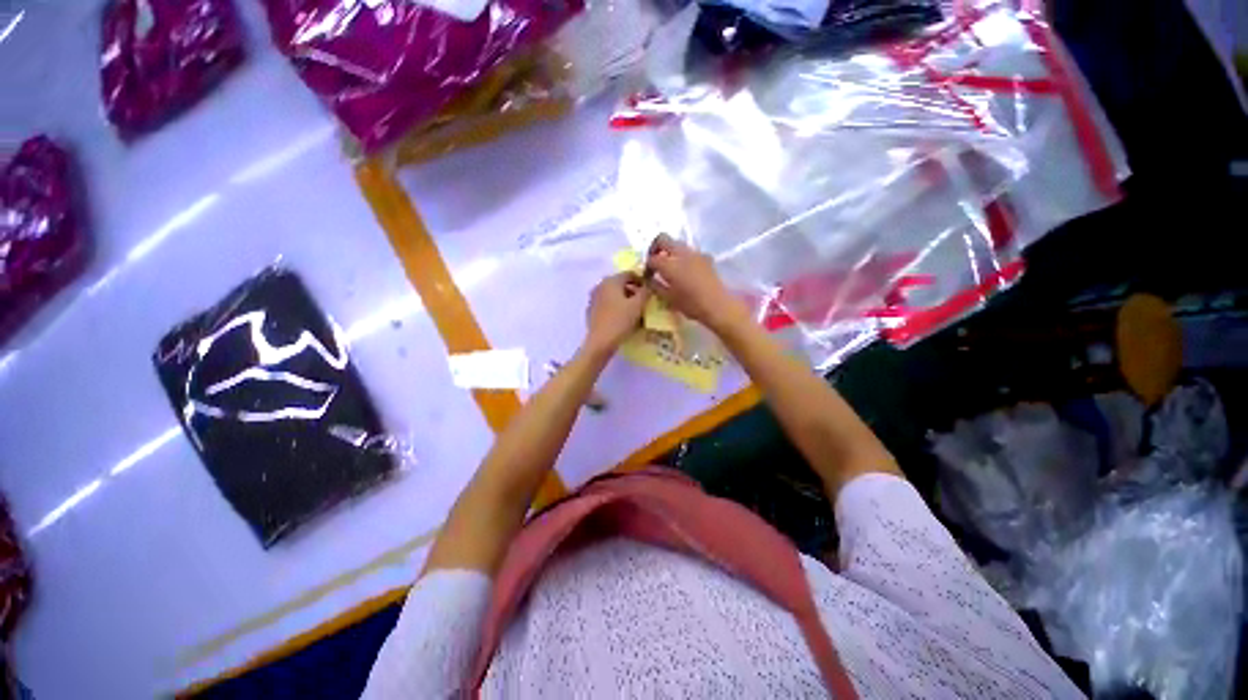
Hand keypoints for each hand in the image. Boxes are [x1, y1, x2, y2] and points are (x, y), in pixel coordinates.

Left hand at [583, 272, 649, 355]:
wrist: (600, 342)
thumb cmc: (620, 321)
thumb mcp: (638, 306)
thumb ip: (645, 292)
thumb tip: (649, 286)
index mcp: (611, 281)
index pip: (629, 274)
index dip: (641, 280)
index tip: (650, 290)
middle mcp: (600, 286)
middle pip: (620, 284)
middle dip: (633, 291)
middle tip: (644, 301)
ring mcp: (594, 298)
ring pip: (613, 295)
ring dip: (624, 300)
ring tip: (635, 311)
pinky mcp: (591, 311)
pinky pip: (607, 304)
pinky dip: (616, 307)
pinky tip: (622, 318)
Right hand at [646, 234, 747, 331]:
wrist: (717, 305)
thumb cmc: (691, 304)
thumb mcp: (668, 298)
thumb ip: (656, 286)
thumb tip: (649, 280)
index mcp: (669, 264)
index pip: (652, 258)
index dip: (647, 266)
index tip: (648, 276)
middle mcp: (681, 253)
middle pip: (663, 239)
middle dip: (656, 248)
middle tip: (655, 261)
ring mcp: (695, 253)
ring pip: (677, 244)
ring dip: (670, 252)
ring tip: (671, 268)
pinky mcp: (706, 257)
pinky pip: (690, 252)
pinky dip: (684, 257)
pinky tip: (686, 271)